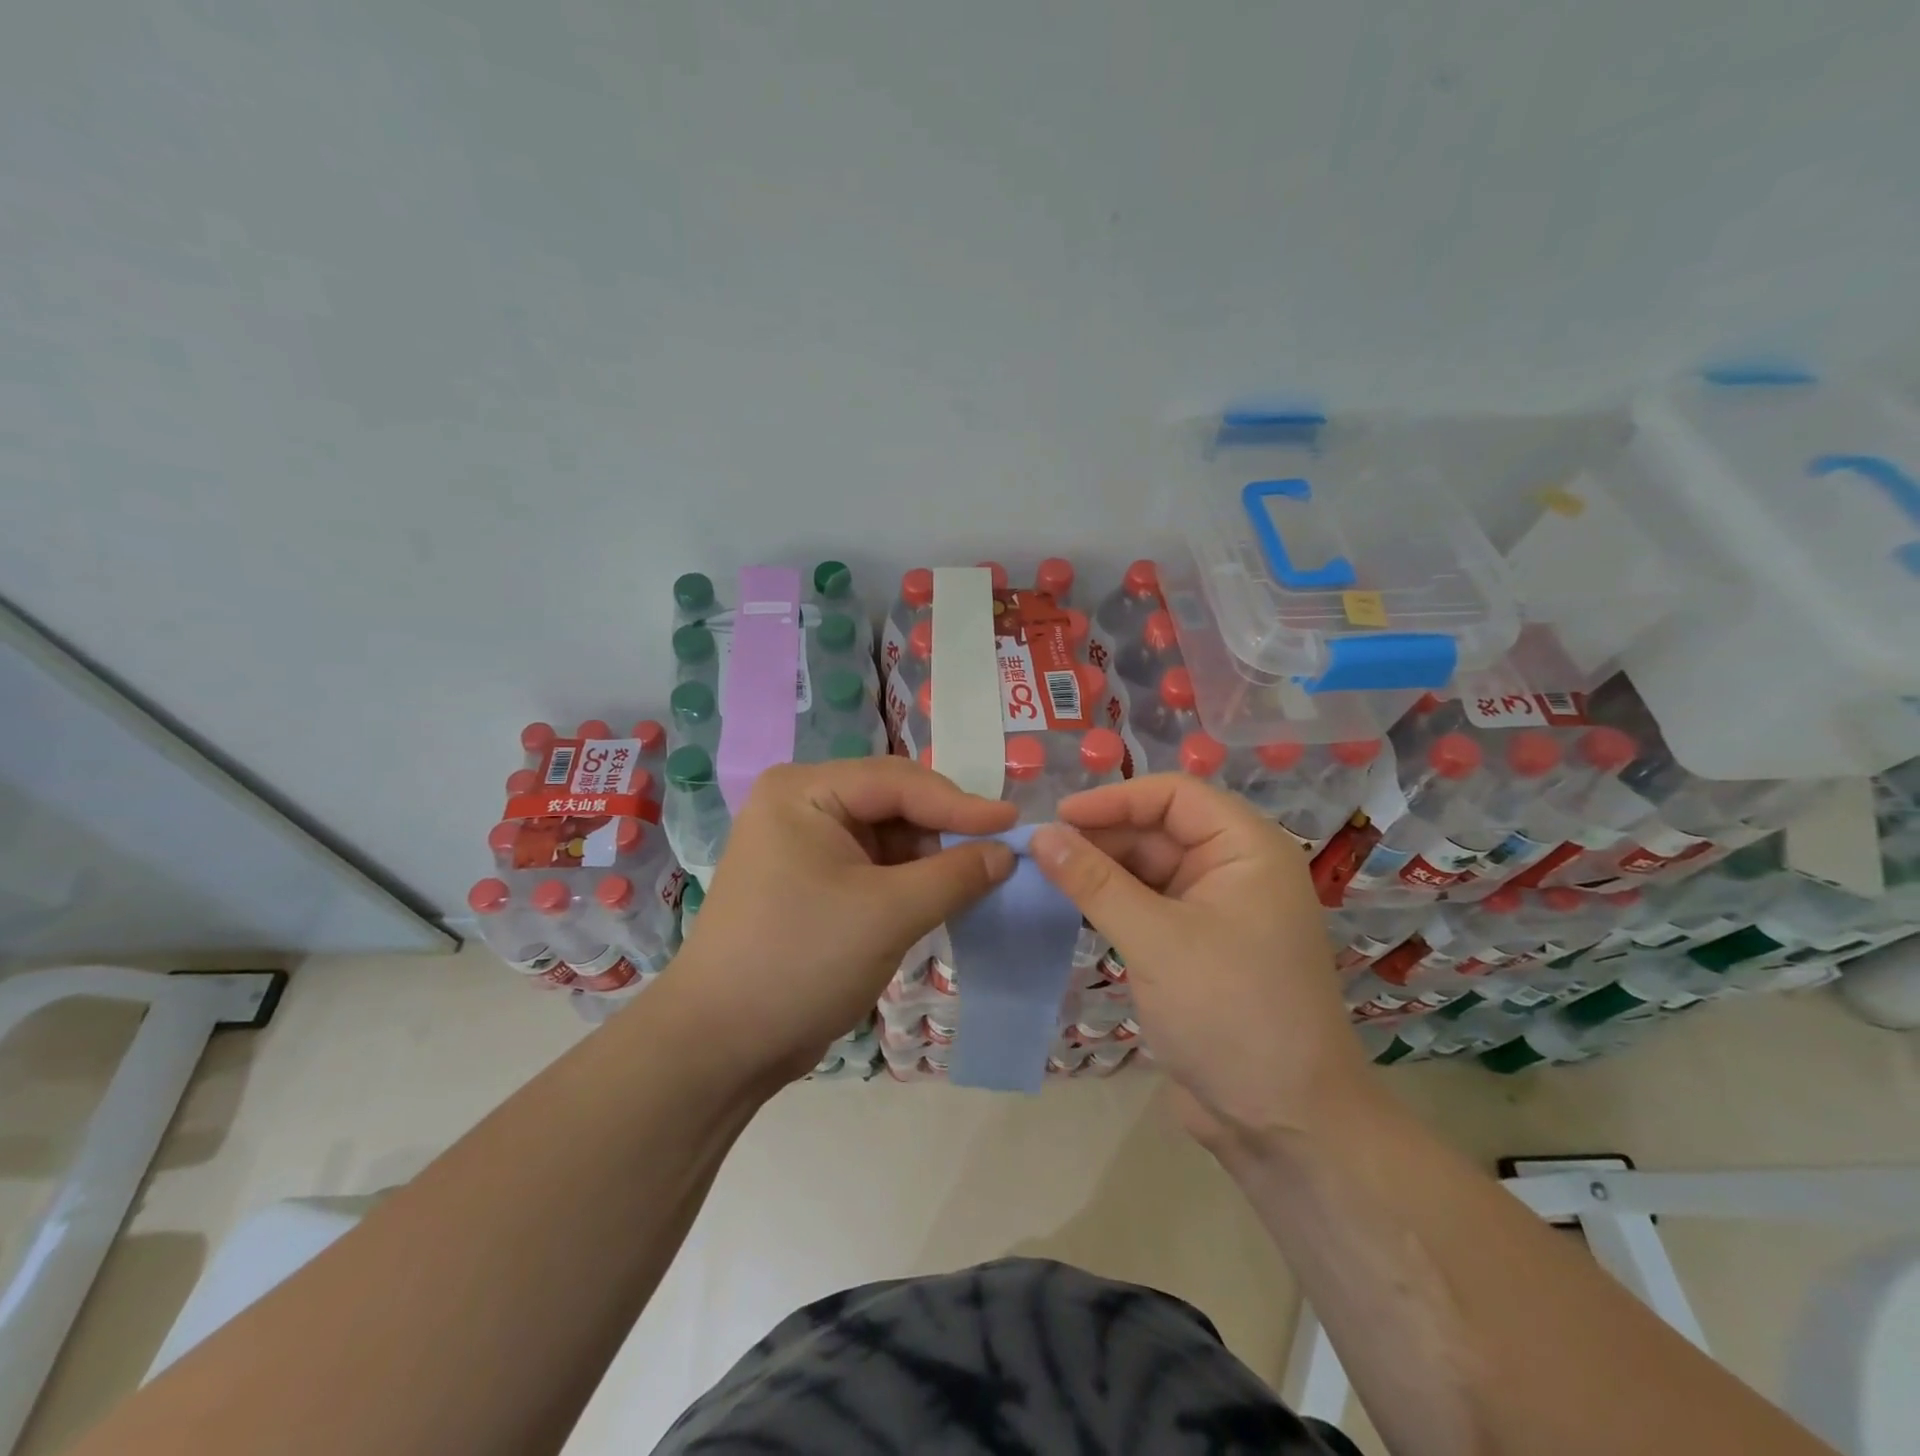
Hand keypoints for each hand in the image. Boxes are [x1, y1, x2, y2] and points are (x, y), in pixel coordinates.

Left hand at [658, 758, 1016, 1083]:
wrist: (720, 1046)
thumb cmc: (801, 961)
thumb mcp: (888, 913)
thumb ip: (955, 875)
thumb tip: (1008, 852)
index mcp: (804, 791)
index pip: (898, 782)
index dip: (960, 803)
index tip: (1015, 823)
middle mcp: (801, 805)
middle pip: (892, 802)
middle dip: (944, 829)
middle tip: (1000, 853)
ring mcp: (803, 844)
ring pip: (887, 836)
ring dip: (930, 858)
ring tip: (978, 878)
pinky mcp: (810, 881)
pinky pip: (873, 866)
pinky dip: (909, 881)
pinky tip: (941, 896)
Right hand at [1030, 775, 1367, 1148]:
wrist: (1284, 1123)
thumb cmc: (1230, 1013)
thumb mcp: (1155, 940)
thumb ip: (1095, 882)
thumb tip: (1041, 835)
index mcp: (1246, 849)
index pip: (1174, 796)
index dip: (1114, 800)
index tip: (1057, 819)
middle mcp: (1235, 870)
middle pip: (1158, 831)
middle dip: (1101, 838)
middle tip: (1039, 854)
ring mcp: (1216, 911)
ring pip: (1148, 870)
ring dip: (1100, 872)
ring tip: (1043, 878)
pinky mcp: (1196, 948)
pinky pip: (1148, 907)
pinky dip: (1111, 905)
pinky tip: (1071, 909)